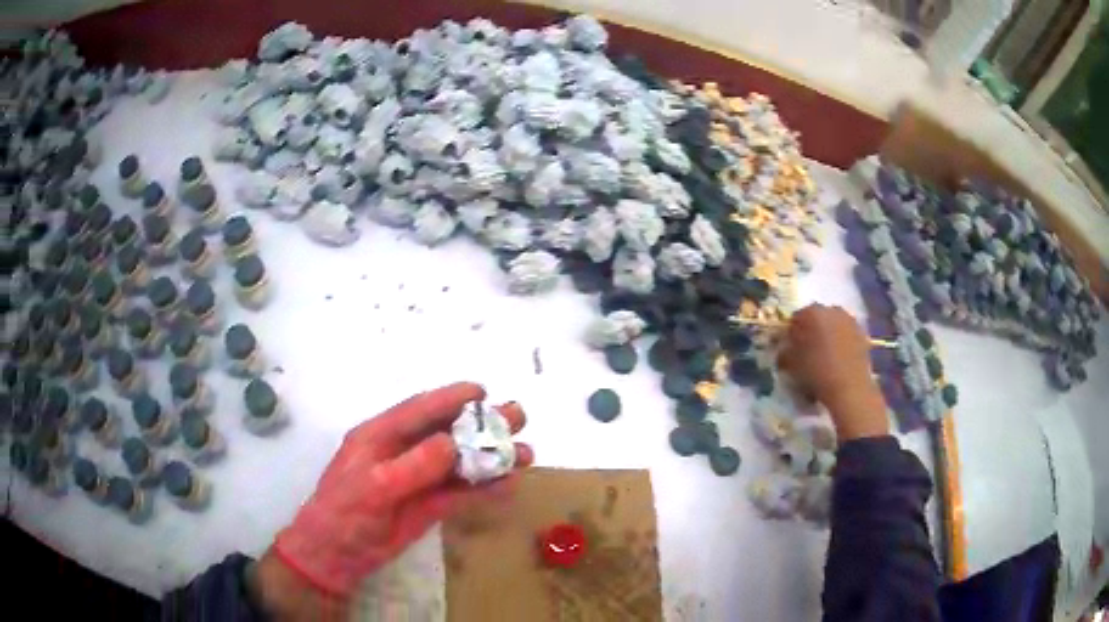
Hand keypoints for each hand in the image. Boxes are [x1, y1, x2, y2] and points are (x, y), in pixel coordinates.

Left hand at [267, 382, 531, 603]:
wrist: (337, 556)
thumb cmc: (345, 514)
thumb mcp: (374, 487)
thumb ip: (412, 466)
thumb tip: (452, 443)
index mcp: (380, 436)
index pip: (419, 410)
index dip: (450, 398)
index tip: (482, 391)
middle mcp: (402, 452)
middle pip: (447, 432)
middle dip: (482, 425)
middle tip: (518, 418)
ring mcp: (417, 479)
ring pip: (459, 463)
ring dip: (490, 458)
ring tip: (525, 455)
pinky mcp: (428, 504)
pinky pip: (460, 492)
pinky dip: (484, 488)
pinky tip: (508, 485)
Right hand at [778, 304, 888, 441]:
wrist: (849, 387)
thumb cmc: (816, 372)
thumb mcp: (791, 364)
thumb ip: (784, 351)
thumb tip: (784, 349)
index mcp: (811, 312)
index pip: (796, 318)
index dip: (792, 333)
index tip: (791, 348)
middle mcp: (831, 309)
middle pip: (816, 318)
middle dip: (811, 331)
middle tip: (807, 350)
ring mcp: (849, 319)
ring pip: (833, 325)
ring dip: (827, 335)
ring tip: (824, 355)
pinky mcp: (862, 332)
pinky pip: (846, 334)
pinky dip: (841, 342)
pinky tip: (838, 359)